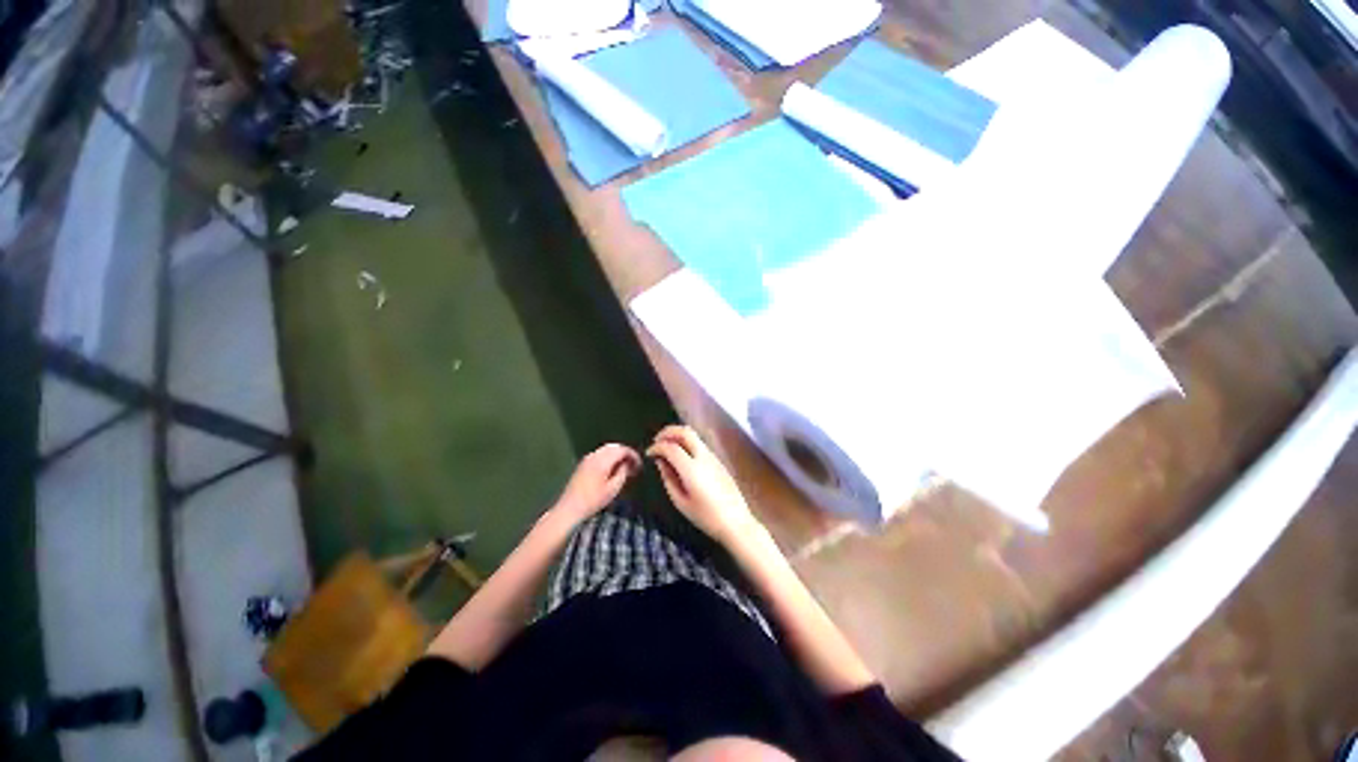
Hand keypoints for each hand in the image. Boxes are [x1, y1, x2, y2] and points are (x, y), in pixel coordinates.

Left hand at [552, 443, 640, 521]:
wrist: (570, 508)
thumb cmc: (593, 500)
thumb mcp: (613, 489)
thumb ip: (623, 473)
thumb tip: (628, 464)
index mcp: (603, 460)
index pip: (622, 449)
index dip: (633, 455)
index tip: (639, 465)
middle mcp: (595, 455)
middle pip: (614, 447)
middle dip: (625, 453)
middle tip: (633, 465)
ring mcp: (588, 458)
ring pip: (607, 449)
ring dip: (617, 455)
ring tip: (624, 467)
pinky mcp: (583, 463)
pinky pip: (600, 454)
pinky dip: (609, 457)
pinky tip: (612, 469)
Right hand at [646, 425, 757, 543]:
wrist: (736, 522)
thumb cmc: (706, 517)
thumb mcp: (681, 502)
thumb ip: (668, 479)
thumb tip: (661, 462)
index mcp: (692, 469)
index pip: (671, 447)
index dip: (656, 447)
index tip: (649, 453)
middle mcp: (703, 457)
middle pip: (684, 432)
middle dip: (667, 432)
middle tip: (656, 441)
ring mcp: (713, 456)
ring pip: (694, 435)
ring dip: (678, 435)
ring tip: (666, 445)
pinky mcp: (718, 460)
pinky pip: (700, 443)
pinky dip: (687, 442)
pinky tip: (681, 454)